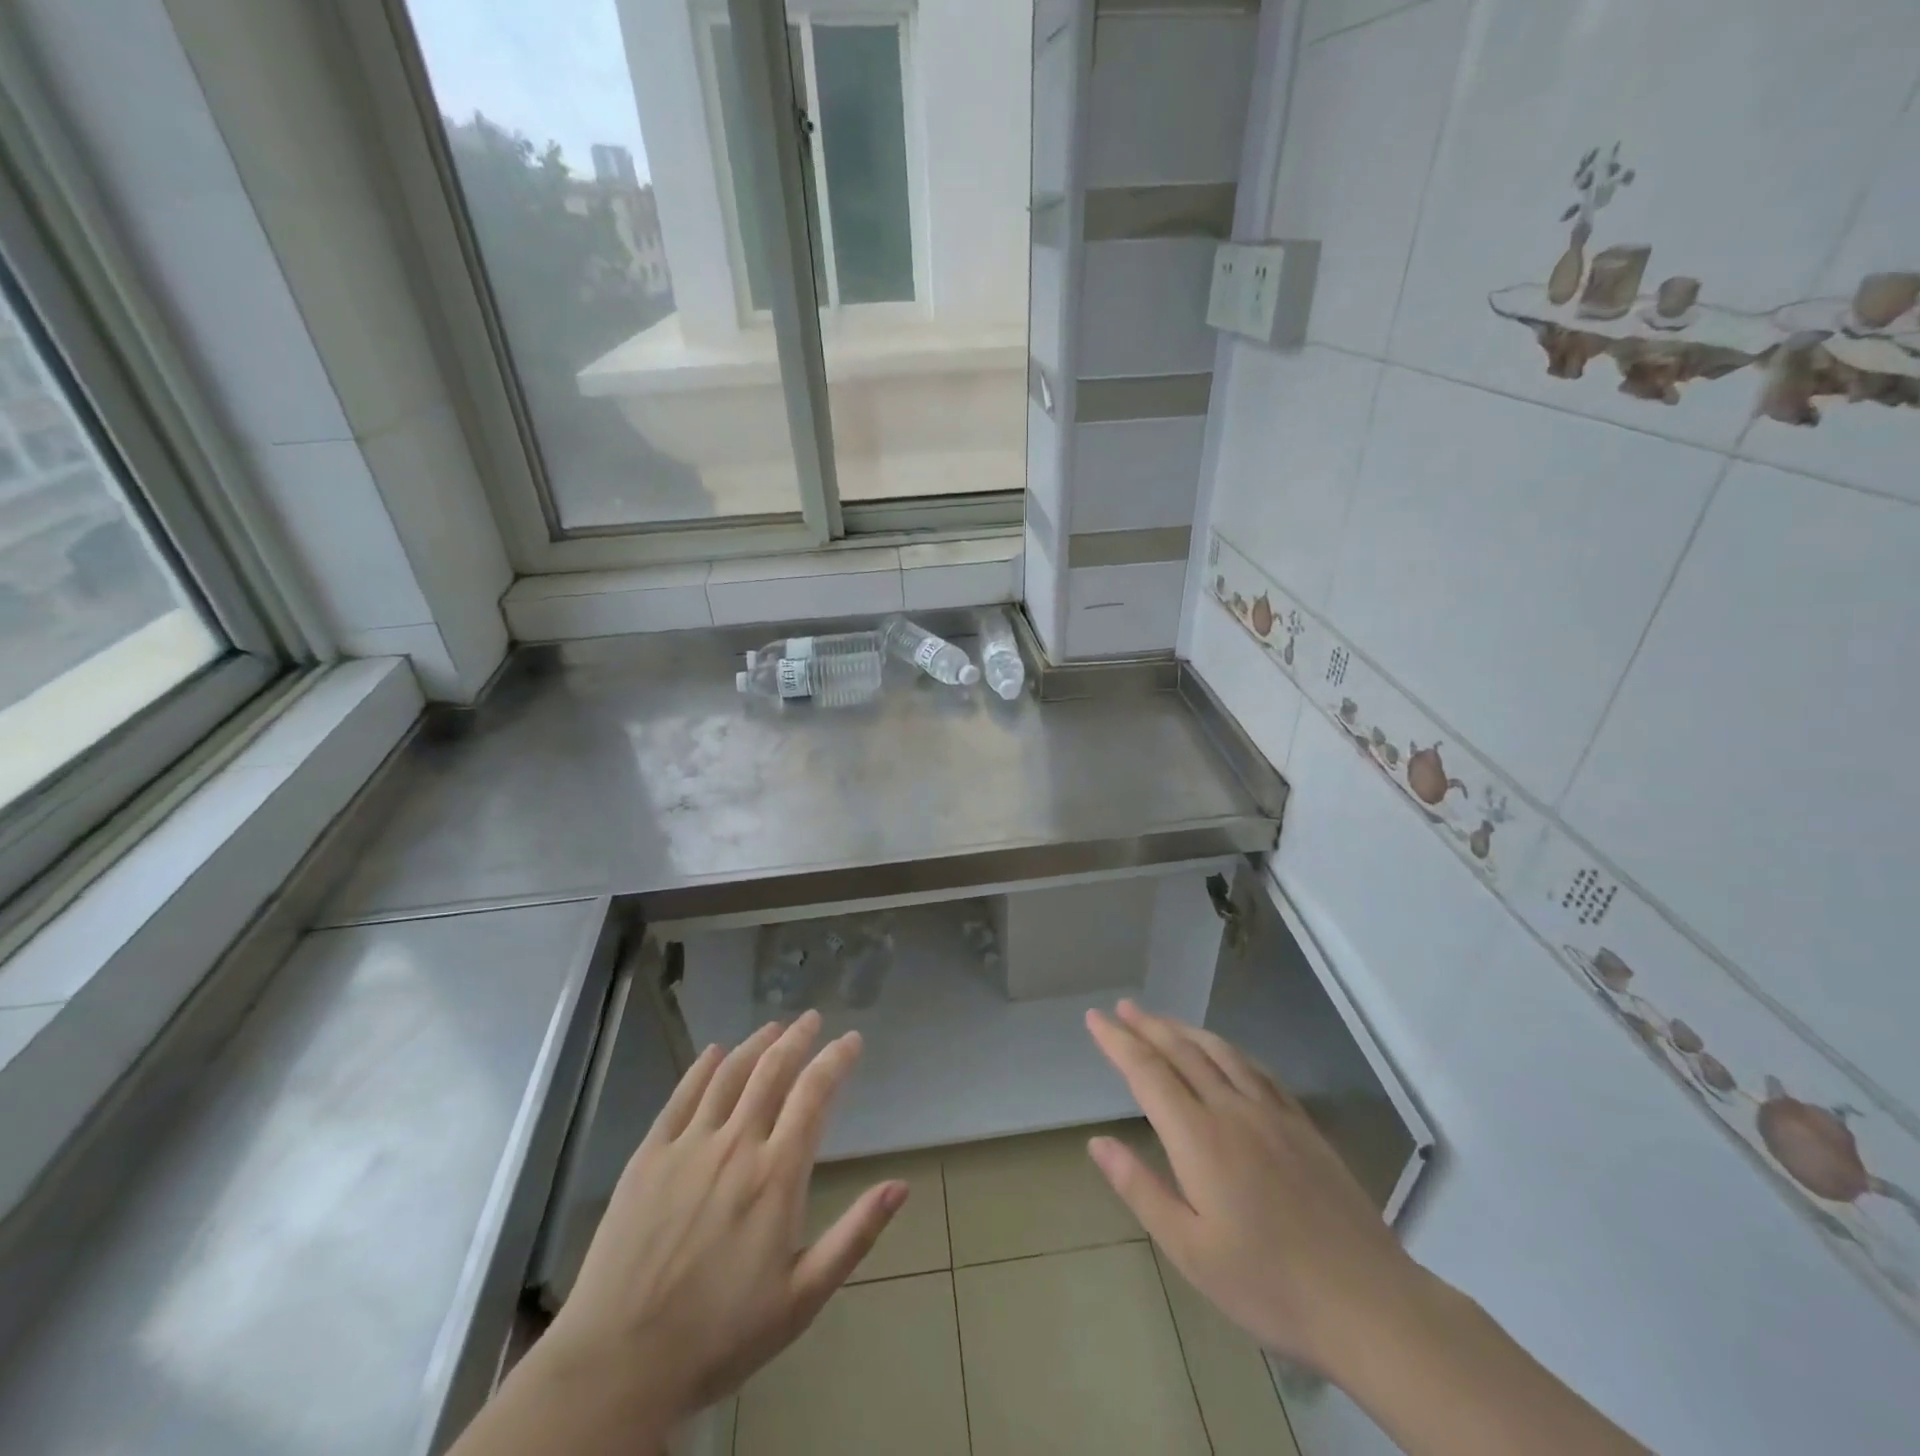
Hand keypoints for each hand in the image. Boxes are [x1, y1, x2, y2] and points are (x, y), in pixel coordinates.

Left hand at [532, 1012, 907, 1435]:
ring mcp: (688, 1146)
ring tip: (774, 1026)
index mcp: (776, 1175)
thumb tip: (901, 1186)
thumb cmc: (721, 1335)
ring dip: (756, 1044)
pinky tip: (714, 1052)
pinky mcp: (649, 1156)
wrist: (619, 1364)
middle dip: (798, 1038)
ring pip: (729, 1074)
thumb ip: (855, 1235)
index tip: (852, 1040)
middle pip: (772, 1070)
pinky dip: (702, 1067)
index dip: (836, 1059)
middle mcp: (736, 1145)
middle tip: (813, 1019)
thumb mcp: (802, 1298)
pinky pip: (681, 1096)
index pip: (814, 1094)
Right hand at [1084, 1000, 1423, 1379]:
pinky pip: (1257, 1070)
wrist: (1367, 1302)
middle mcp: (1232, 1110)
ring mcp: (1272, 1113)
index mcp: (1198, 1137)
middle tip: (1122, 1008)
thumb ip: (1141, 1189)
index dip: (1118, 1042)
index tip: (1095, 1018)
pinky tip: (1224, 1052)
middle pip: (1181, 1051)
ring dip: (1185, 1030)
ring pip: (1220, 1053)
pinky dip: (1229, 1050)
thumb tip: (1097, 1142)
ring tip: (1162, 1020)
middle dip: (1147, 1026)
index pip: (1147, 1072)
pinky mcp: (1302, 1125)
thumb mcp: (1189, 1250)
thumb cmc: (1268, 1284)